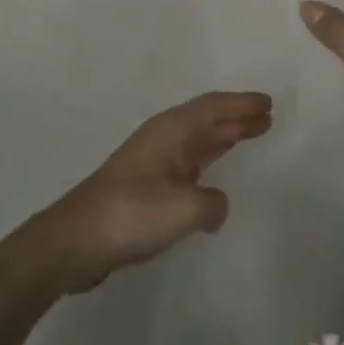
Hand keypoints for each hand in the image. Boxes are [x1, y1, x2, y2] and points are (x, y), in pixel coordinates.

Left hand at [26, 92, 272, 293]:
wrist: (75, 241)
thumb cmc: (130, 214)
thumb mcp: (182, 209)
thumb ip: (212, 203)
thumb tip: (217, 205)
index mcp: (170, 131)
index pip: (213, 107)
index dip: (241, 104)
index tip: (268, 103)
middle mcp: (162, 140)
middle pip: (207, 121)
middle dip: (237, 118)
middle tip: (267, 117)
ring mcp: (152, 164)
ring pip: (198, 142)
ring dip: (224, 138)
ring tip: (251, 136)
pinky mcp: (146, 189)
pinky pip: (188, 165)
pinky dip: (208, 164)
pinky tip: (215, 179)